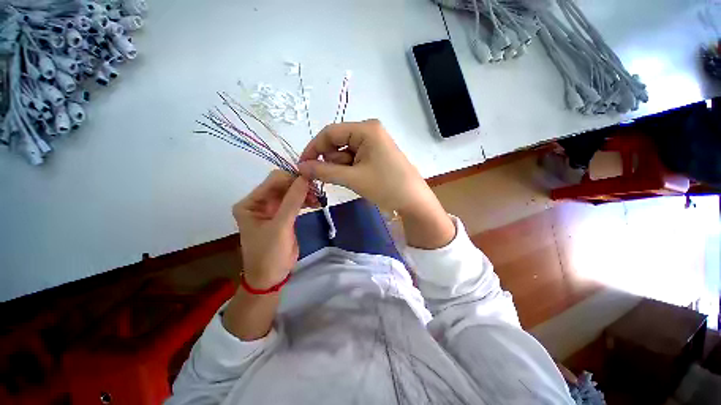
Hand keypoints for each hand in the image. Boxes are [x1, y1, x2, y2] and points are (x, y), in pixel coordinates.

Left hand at [232, 171, 314, 288]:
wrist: (271, 277)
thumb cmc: (269, 253)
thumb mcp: (280, 226)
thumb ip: (292, 201)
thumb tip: (305, 178)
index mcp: (251, 203)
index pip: (273, 181)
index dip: (292, 178)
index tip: (312, 181)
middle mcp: (260, 202)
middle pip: (283, 185)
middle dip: (300, 186)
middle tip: (318, 190)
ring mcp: (272, 209)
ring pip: (291, 193)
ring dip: (305, 194)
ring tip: (318, 199)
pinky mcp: (283, 215)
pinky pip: (295, 203)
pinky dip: (306, 201)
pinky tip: (316, 203)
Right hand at [297, 119, 430, 214]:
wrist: (413, 201)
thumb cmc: (386, 186)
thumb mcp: (353, 178)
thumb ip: (324, 171)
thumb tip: (300, 167)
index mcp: (366, 129)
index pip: (330, 132)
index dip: (314, 148)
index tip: (302, 165)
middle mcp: (369, 131)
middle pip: (337, 142)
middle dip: (332, 160)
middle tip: (337, 177)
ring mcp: (374, 142)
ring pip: (345, 152)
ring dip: (342, 167)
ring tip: (354, 180)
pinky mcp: (376, 154)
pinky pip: (355, 158)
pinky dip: (350, 169)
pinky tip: (358, 179)